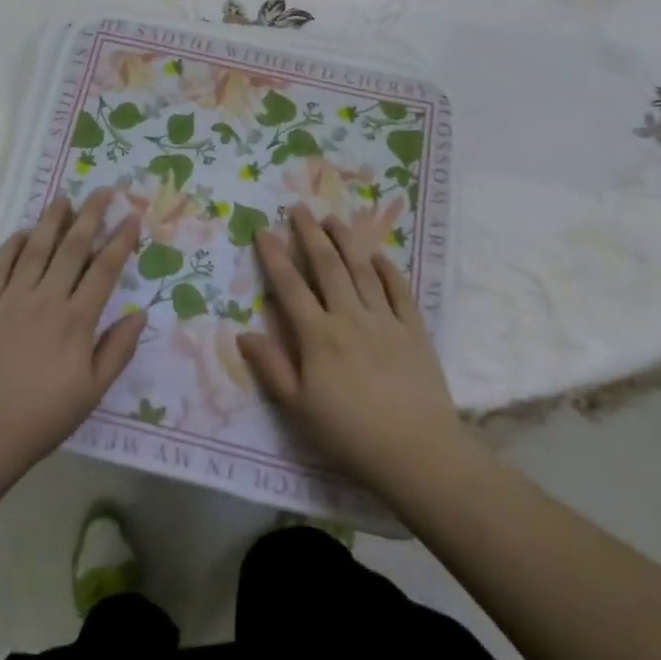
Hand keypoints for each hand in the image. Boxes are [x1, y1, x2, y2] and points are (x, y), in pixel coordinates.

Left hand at [0, 190, 146, 478]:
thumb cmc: (41, 418)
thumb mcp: (91, 393)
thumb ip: (118, 350)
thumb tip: (141, 313)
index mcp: (76, 320)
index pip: (104, 270)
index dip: (120, 240)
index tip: (132, 217)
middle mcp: (46, 299)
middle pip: (72, 247)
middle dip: (91, 215)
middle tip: (103, 190)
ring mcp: (11, 298)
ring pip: (36, 248)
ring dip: (52, 220)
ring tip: (65, 198)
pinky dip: (13, 245)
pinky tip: (23, 232)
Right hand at [237, 207, 462, 491]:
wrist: (418, 452)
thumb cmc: (350, 435)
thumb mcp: (299, 409)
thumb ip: (272, 367)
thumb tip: (243, 333)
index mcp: (318, 336)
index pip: (291, 287)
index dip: (275, 257)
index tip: (263, 230)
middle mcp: (349, 317)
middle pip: (327, 266)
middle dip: (310, 234)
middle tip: (299, 207)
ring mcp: (384, 320)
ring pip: (361, 270)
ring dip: (346, 241)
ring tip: (333, 219)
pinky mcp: (413, 330)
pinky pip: (399, 290)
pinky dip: (387, 269)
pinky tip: (377, 254)